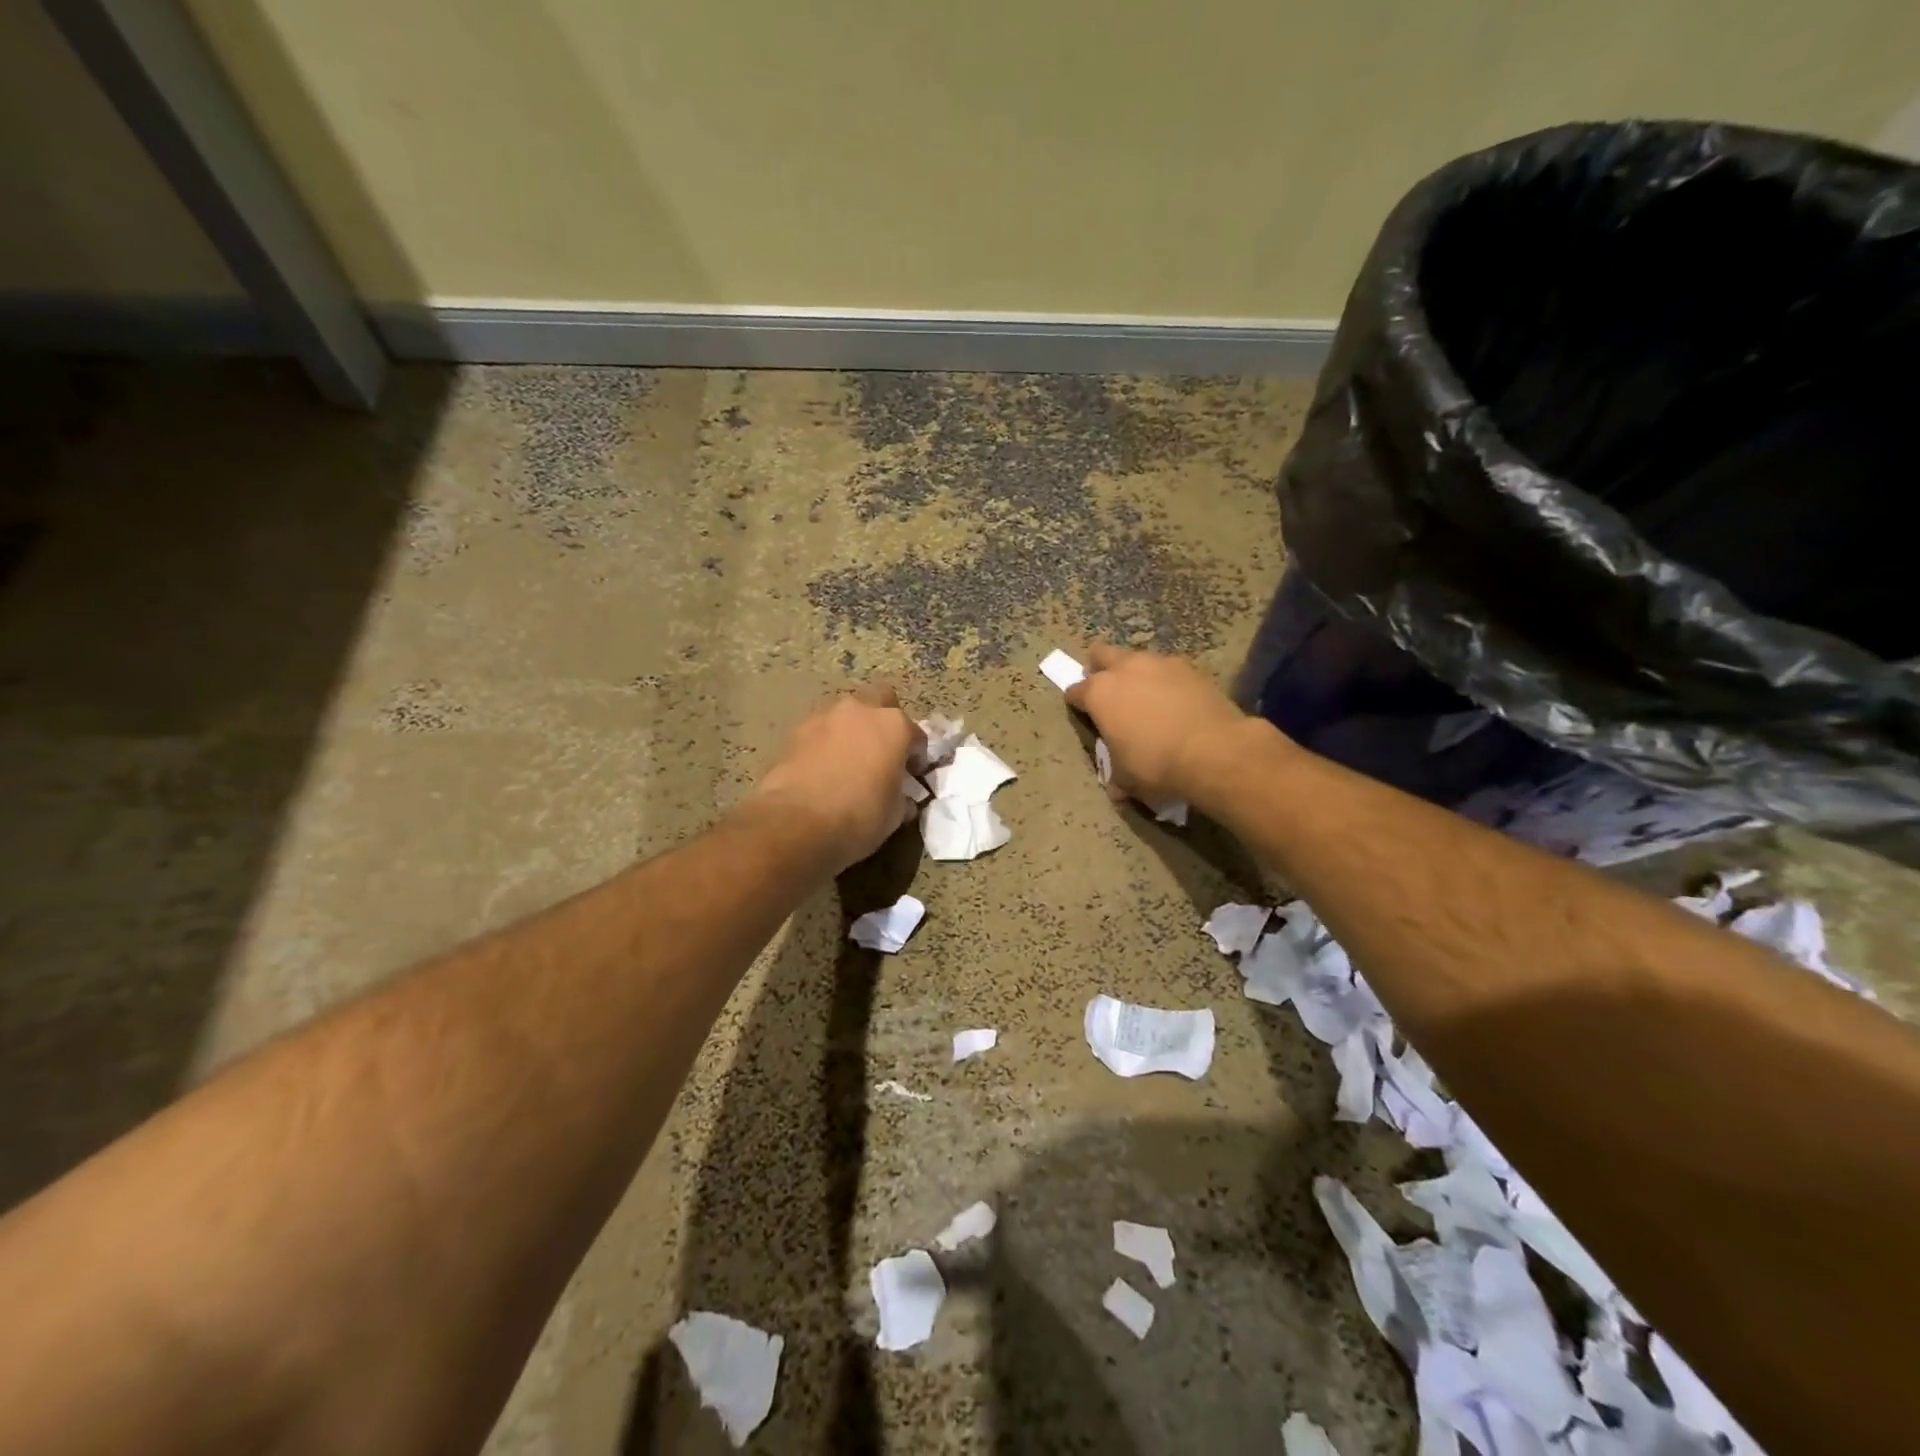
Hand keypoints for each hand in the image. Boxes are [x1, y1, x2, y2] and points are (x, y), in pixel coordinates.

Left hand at [751, 685, 922, 870]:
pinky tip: (823, 768)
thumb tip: (901, 796)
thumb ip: (902, 795)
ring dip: (852, 730)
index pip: (917, 736)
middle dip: (884, 721)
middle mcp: (862, 710)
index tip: (912, 775)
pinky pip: (821, 730)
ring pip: (847, 713)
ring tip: (848, 761)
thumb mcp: (894, 814)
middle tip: (881, 751)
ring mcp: (825, 716)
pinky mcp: (796, 730)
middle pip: (881, 700)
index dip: (917, 757)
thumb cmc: (858, 817)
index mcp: (895, 726)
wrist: (796, 823)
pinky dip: (826, 743)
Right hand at [1064, 645, 1250, 808]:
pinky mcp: (1191, 668)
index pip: (1075, 691)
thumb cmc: (1156, 765)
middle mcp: (1125, 668)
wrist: (1214, 751)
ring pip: (1138, 659)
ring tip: (1149, 699)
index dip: (1077, 704)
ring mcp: (1160, 663)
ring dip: (1137, 674)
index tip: (1083, 715)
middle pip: (1101, 655)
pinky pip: (1169, 670)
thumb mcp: (1127, 779)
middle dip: (1101, 670)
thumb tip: (1117, 788)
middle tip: (1110, 695)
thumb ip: (1116, 775)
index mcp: (1099, 693)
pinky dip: (1168, 682)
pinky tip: (1177, 702)